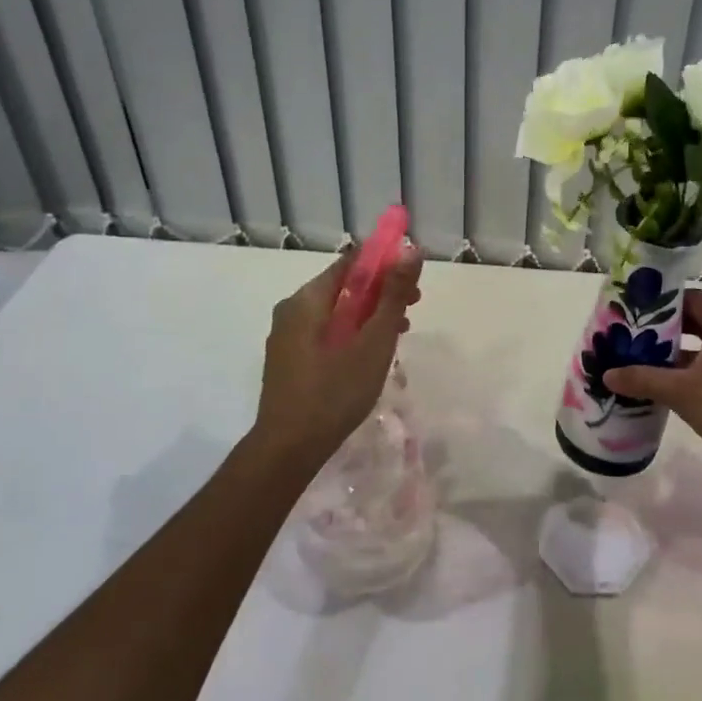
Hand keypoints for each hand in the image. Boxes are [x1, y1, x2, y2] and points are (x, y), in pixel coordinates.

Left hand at [254, 249, 423, 466]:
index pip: (350, 263)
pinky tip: (371, 354)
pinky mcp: (290, 360)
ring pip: (336, 312)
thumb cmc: (335, 392)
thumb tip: (412, 251)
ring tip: (399, 332)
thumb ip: (393, 296)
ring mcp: (287, 337)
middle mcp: (291, 310)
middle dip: (381, 292)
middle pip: (343, 287)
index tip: (413, 278)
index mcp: (307, 300)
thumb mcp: (373, 342)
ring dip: (370, 315)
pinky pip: (326, 333)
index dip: (385, 263)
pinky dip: (352, 333)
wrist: (288, 449)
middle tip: (414, 307)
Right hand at [602, 288, 701, 476]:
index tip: (638, 309)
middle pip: (700, 322)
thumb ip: (643, 379)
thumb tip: (607, 374)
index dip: (666, 301)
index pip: (694, 299)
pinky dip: (696, 371)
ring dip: (681, 353)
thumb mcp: (681, 392)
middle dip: (668, 329)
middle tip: (637, 336)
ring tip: (648, 361)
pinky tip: (674, 387)